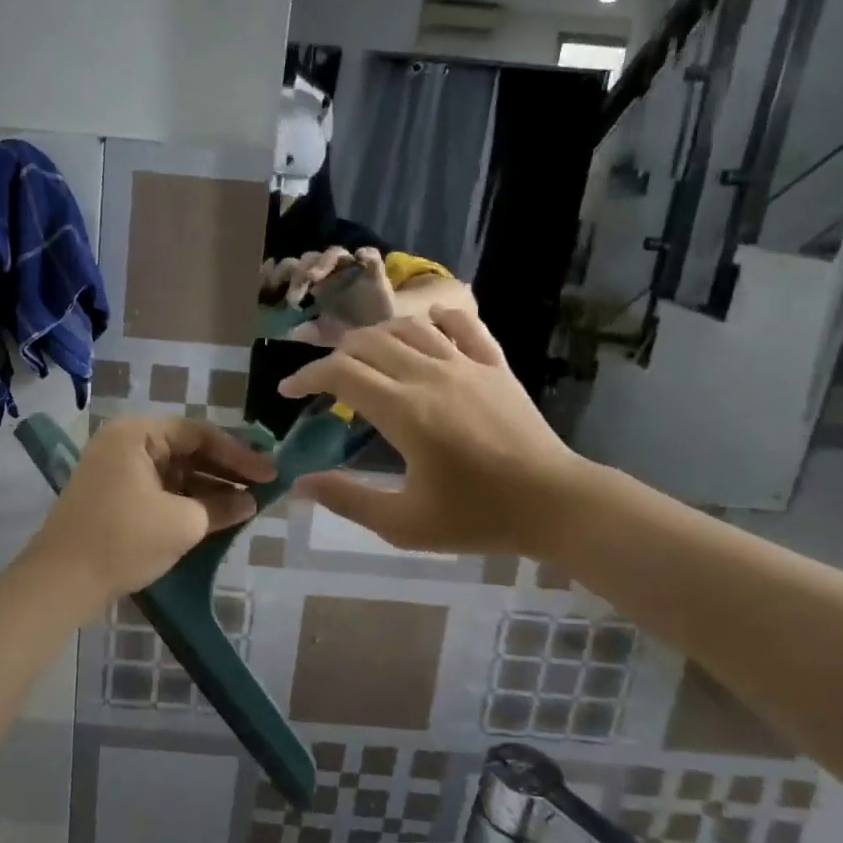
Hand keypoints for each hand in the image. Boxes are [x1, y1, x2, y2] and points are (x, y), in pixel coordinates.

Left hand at [25, 417, 276, 600]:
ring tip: (246, 504)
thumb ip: (222, 507)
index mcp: (137, 434)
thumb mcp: (182, 523)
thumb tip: (250, 502)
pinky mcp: (114, 497)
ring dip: (209, 487)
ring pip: (175, 471)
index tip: (270, 474)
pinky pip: (160, 489)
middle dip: (225, 470)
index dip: (239, 454)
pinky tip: (216, 515)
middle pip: (186, 449)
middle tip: (263, 487)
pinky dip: (187, 500)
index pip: (199, 433)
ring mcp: (116, 470)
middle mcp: (125, 443)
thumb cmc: (123, 540)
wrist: (60, 583)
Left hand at [260, 247, 395, 344]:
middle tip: (292, 295)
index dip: (277, 271)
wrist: (382, 334)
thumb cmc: (347, 329)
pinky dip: (365, 254)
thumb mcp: (318, 334)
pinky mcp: (374, 271)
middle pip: (307, 259)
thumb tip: (270, 331)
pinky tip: (360, 258)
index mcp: (311, 284)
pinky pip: (370, 255)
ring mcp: (351, 268)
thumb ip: (297, 331)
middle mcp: (328, 272)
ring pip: (333, 253)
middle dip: (296, 272)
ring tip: (314, 278)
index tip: (266, 284)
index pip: (289, 269)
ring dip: (321, 262)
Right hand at [277, 308, 587, 556]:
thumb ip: (348, 500)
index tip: (288, 392)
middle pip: (368, 343)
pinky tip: (426, 326)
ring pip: (409, 327)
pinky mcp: (495, 365)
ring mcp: (466, 364)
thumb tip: (300, 484)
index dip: (306, 377)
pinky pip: (462, 325)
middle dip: (335, 356)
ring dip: (376, 336)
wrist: (554, 503)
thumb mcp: (404, 523)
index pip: (340, 373)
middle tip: (322, 381)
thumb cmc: (476, 517)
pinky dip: (436, 319)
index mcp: (404, 411)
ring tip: (364, 357)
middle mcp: (430, 374)